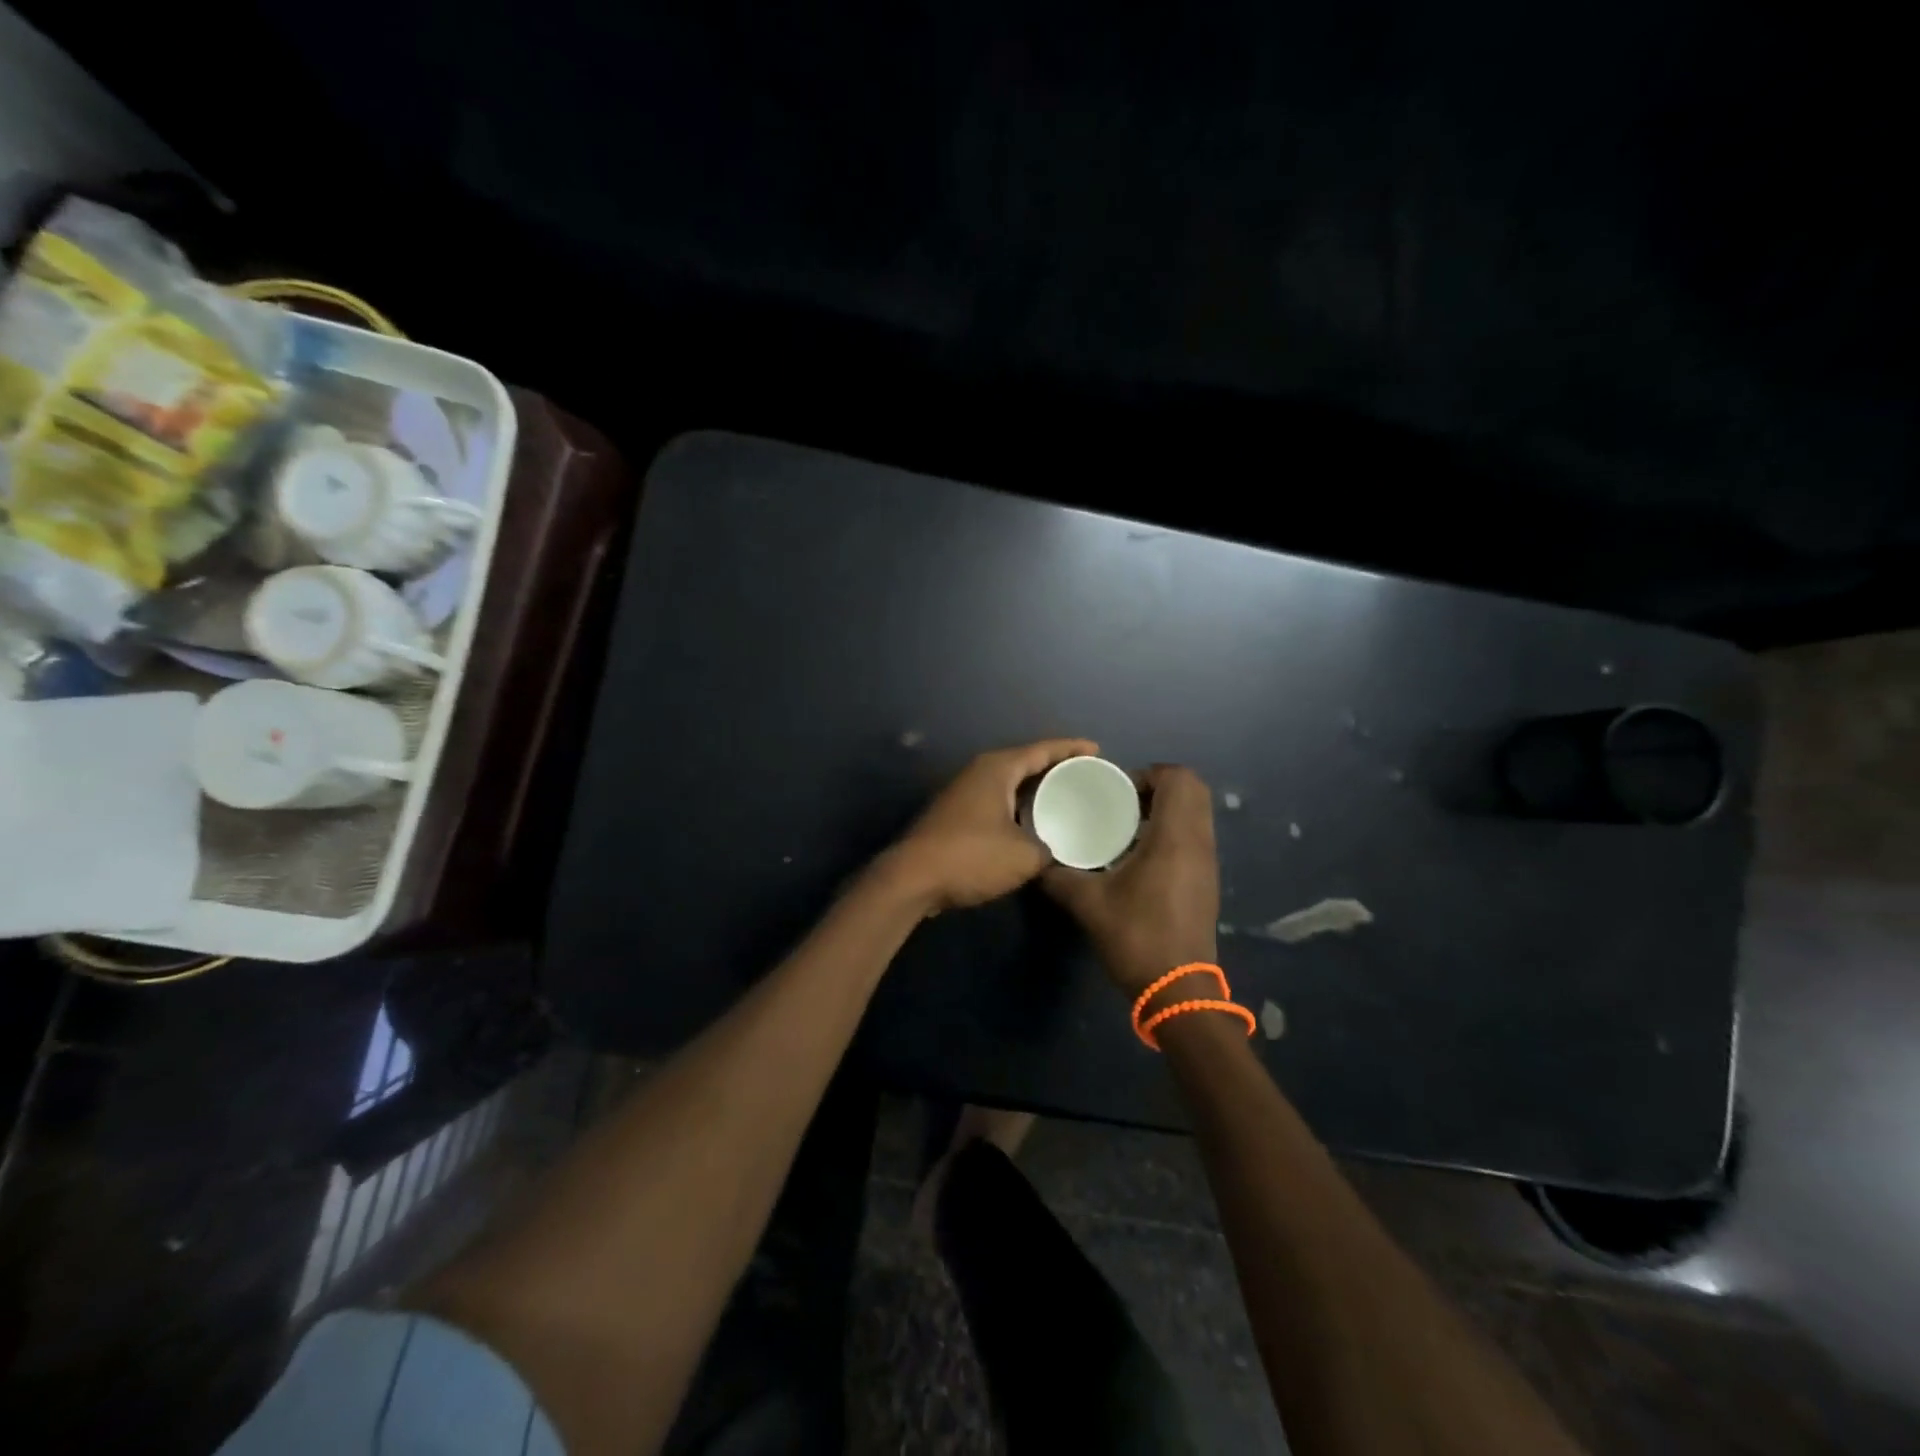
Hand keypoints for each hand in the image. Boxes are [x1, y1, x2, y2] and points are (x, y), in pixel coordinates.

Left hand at [886, 738, 1097, 913]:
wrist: (912, 879)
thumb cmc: (971, 857)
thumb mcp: (1025, 856)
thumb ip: (1049, 849)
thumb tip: (1052, 851)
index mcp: (998, 768)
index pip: (1043, 749)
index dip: (1072, 749)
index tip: (1097, 751)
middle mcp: (979, 772)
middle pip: (1025, 762)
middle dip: (1055, 768)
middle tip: (1086, 776)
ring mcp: (963, 792)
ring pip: (1009, 783)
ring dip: (1034, 789)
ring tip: (1065, 798)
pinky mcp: (955, 814)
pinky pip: (997, 800)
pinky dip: (1017, 806)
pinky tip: (1031, 823)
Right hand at [1043, 764, 1220, 995]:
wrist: (1177, 990)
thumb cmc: (1136, 937)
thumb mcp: (1088, 904)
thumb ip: (1058, 877)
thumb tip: (1035, 861)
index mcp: (1175, 838)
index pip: (1179, 779)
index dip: (1149, 774)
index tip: (1119, 791)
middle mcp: (1198, 843)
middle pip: (1194, 791)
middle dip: (1159, 787)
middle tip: (1123, 803)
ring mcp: (1207, 863)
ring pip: (1197, 814)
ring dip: (1166, 809)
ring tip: (1127, 826)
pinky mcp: (1206, 881)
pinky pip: (1195, 836)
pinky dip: (1172, 831)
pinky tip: (1139, 855)